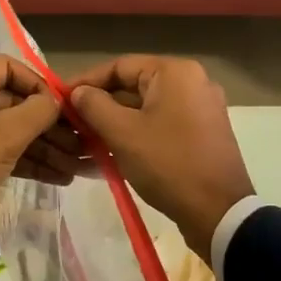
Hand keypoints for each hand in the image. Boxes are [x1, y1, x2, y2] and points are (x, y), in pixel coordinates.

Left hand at [0, 56, 71, 248]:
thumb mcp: (4, 135)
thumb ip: (36, 111)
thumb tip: (55, 101)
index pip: (6, 68)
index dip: (37, 82)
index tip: (61, 104)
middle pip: (13, 102)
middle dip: (48, 123)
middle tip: (79, 140)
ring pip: (12, 131)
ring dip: (44, 146)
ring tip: (76, 164)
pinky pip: (4, 153)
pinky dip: (30, 162)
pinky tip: (60, 177)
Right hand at [68, 55, 254, 261]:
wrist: (219, 214)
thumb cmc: (168, 164)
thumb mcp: (122, 133)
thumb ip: (94, 106)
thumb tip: (78, 93)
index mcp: (175, 72)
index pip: (119, 66)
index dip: (87, 81)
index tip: (61, 97)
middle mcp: (192, 81)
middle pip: (134, 85)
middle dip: (101, 104)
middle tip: (71, 122)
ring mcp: (201, 108)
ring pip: (146, 107)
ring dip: (116, 121)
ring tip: (86, 140)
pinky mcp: (203, 132)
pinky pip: (162, 123)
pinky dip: (137, 133)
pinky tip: (112, 151)